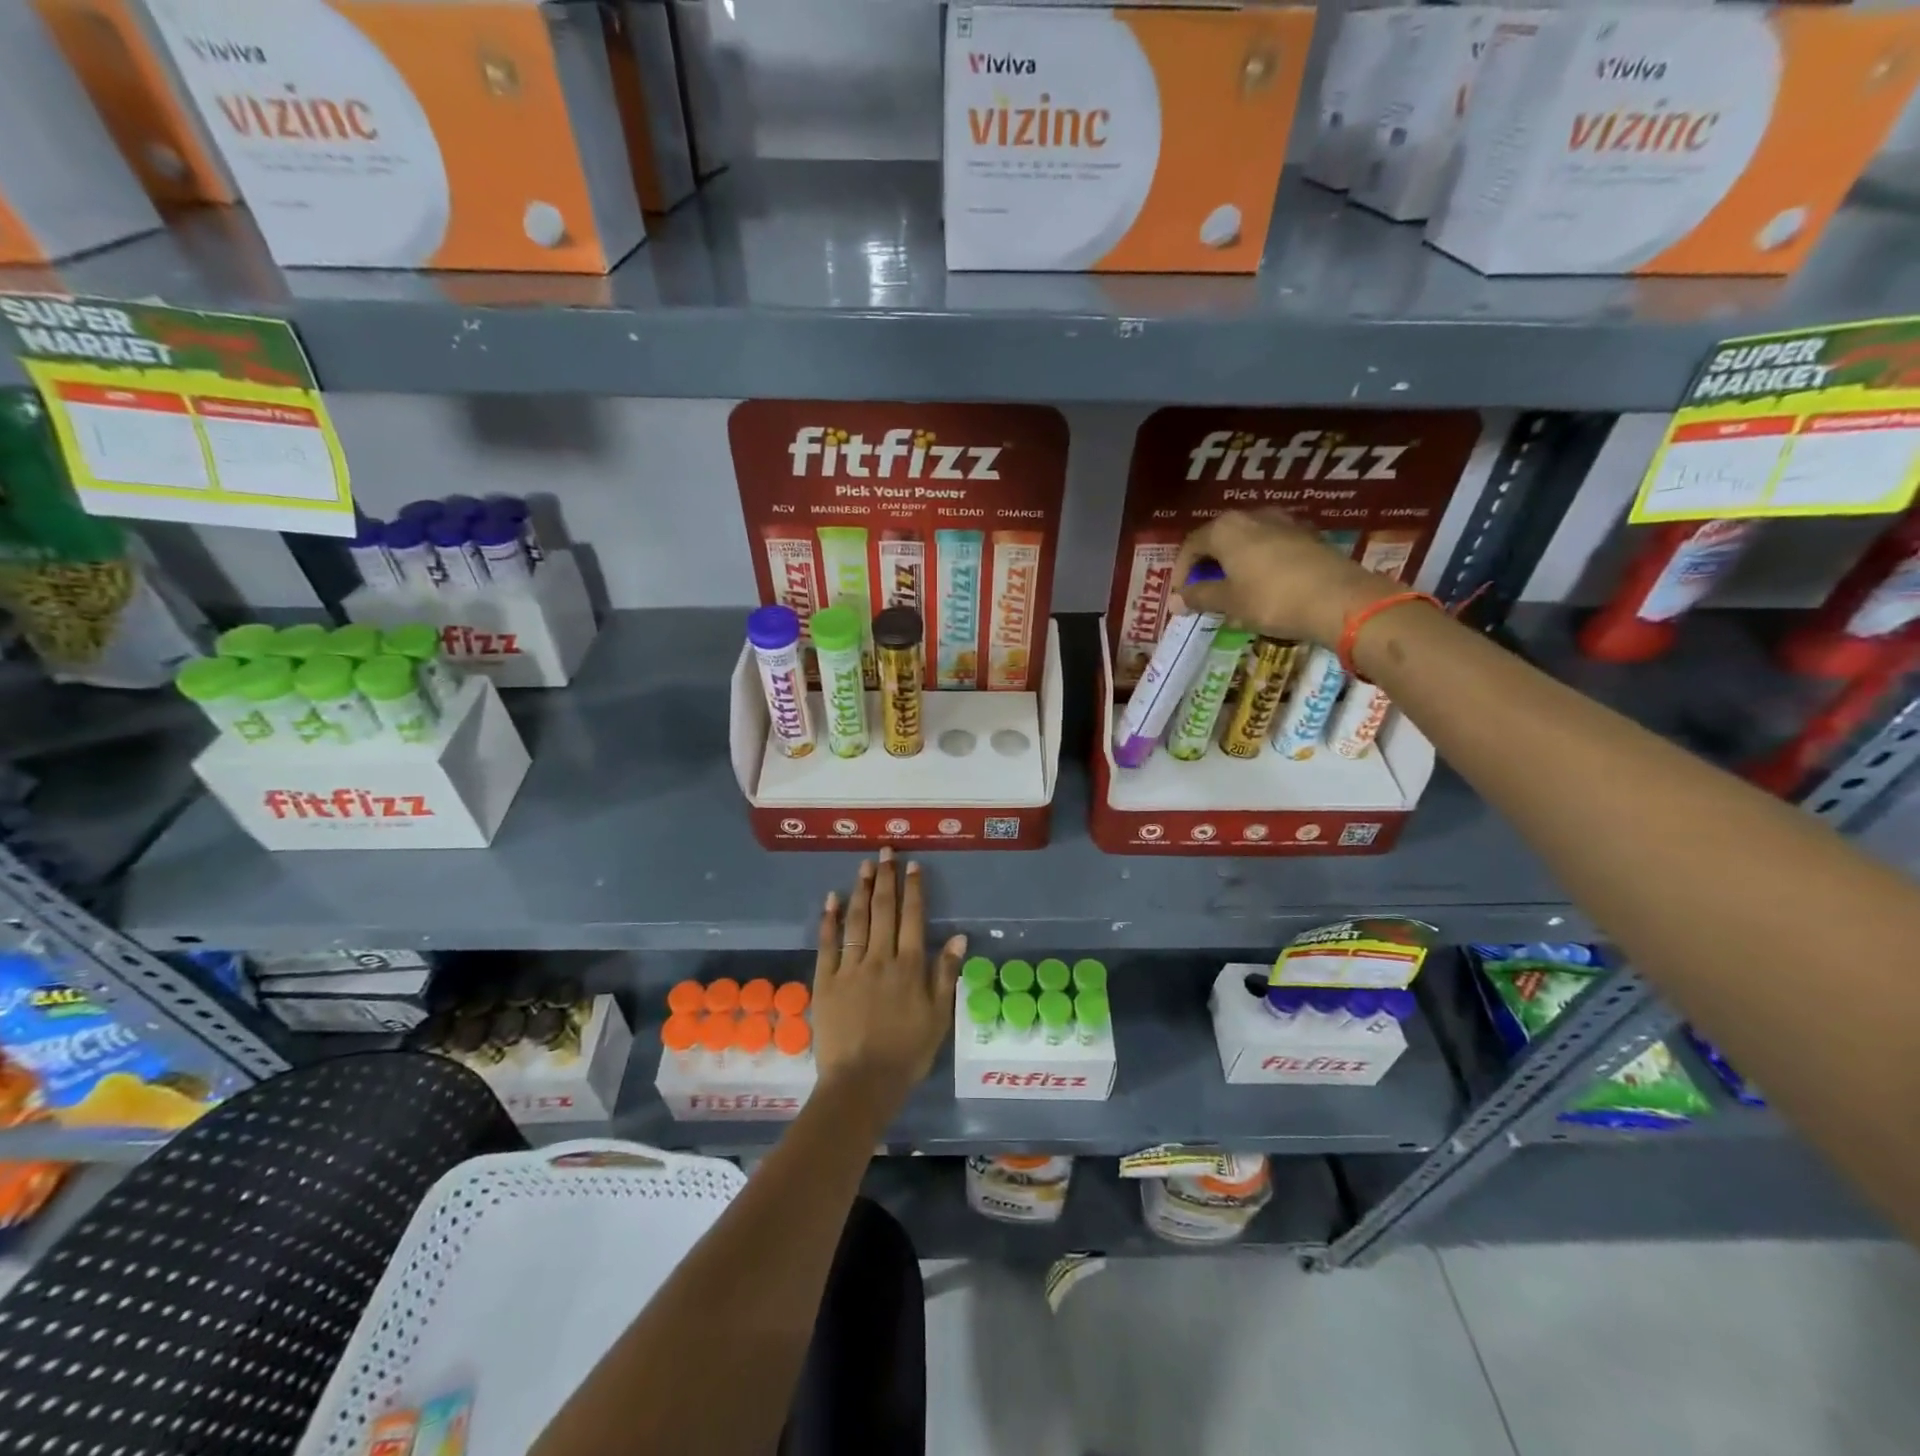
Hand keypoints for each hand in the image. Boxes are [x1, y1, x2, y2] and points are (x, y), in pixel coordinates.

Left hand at [812, 848, 966, 1119]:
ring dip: (861, 890)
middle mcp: (880, 958)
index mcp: (909, 966)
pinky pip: (828, 944)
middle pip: (883, 910)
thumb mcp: (938, 1018)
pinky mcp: (825, 981)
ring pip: (857, 920)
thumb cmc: (906, 1053)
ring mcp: (850, 968)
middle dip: (886, 879)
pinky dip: (830, 920)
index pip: (912, 918)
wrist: (861, 1083)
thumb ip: (946, 975)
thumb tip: (958, 937)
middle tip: (886, 852)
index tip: (913, 865)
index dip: (913, 889)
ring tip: (864, 865)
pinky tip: (832, 900)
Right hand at [1172, 509, 1396, 643]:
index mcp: (1226, 528)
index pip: (1191, 545)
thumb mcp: (1229, 602)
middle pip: (1219, 539)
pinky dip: (1259, 564)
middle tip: (1204, 592)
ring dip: (1234, 563)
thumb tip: (1175, 601)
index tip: (1180, 596)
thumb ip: (1199, 597)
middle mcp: (1253, 516)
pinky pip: (1271, 547)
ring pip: (1247, 542)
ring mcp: (1284, 523)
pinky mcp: (1308, 536)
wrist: (1339, 599)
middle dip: (1208, 566)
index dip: (1180, 572)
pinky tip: (1263, 586)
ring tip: (1233, 590)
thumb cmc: (1271, 599)